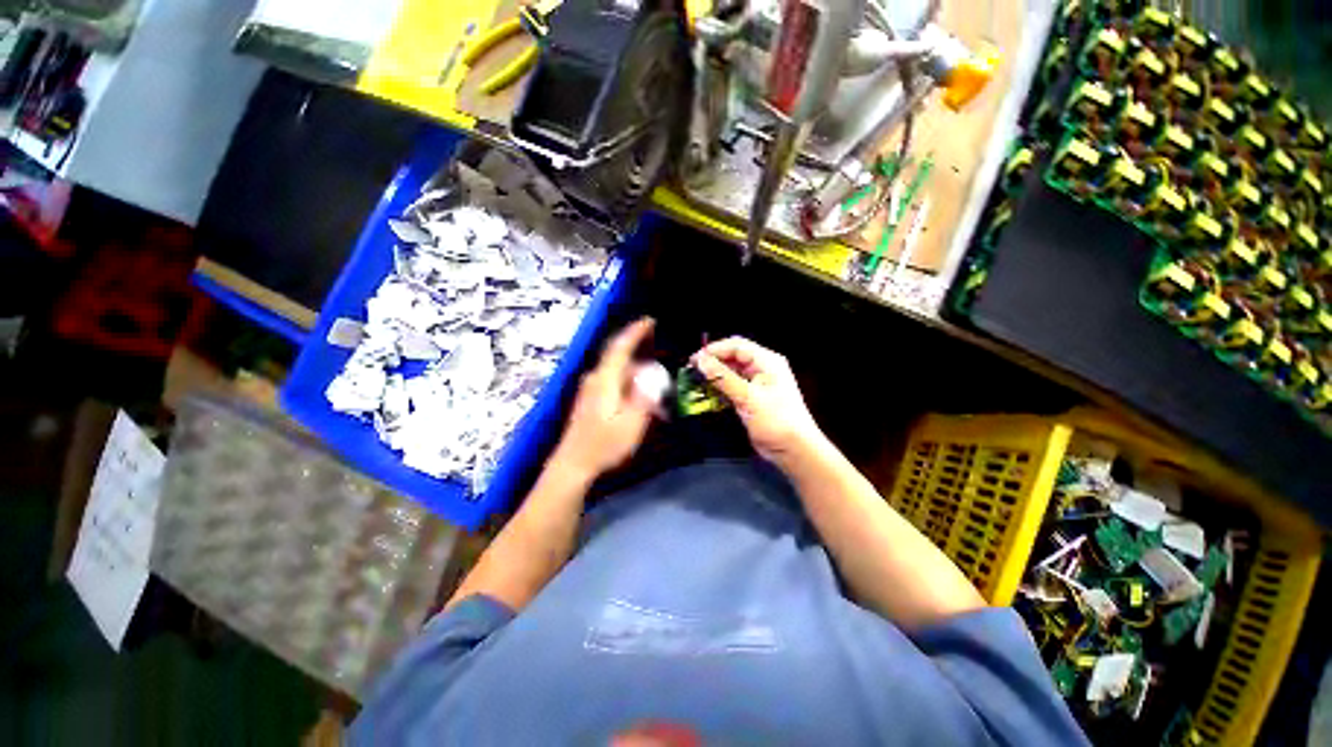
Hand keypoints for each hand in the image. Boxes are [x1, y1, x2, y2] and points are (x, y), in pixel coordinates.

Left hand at [550, 318, 656, 480]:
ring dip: (633, 363)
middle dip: (637, 345)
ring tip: (652, 368)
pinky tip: (635, 387)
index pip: (620, 347)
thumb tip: (652, 377)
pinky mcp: (588, 398)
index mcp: (605, 380)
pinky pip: (611, 377)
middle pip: (616, 354)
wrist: (572, 464)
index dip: (635, 331)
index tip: (650, 320)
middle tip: (656, 343)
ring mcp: (589, 388)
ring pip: (614, 367)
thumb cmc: (603, 445)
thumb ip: (643, 398)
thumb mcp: (631, 424)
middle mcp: (594, 378)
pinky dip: (626, 375)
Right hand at [692, 337, 825, 468]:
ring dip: (715, 376)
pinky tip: (708, 393)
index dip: (715, 350)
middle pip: (733, 357)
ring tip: (696, 381)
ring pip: (731, 372)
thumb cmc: (777, 421)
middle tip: (693, 370)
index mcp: (767, 361)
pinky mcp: (752, 398)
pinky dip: (720, 388)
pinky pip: (733, 386)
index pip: (737, 346)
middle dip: (713, 362)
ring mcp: (757, 384)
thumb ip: (722, 377)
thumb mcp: (748, 397)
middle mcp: (763, 368)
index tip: (695, 359)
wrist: (793, 450)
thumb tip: (701, 360)